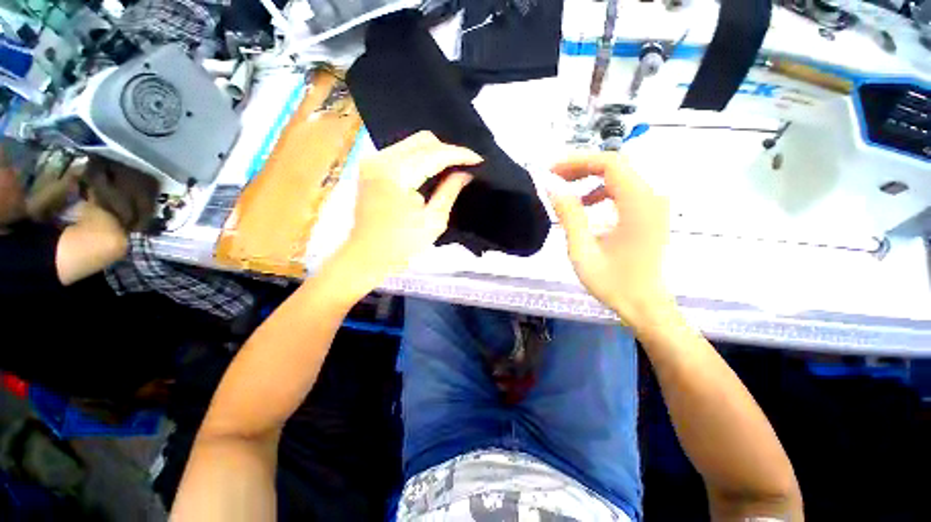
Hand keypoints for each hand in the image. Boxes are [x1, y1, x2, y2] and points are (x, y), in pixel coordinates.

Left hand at [331, 131, 481, 298]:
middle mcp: (381, 159)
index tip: (479, 159)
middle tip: (464, 165)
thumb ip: (450, 191)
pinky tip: (431, 169)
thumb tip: (465, 172)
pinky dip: (420, 157)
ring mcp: (373, 160)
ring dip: (434, 152)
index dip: (460, 154)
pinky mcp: (370, 165)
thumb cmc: (402, 244)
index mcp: (397, 175)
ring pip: (412, 142)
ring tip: (451, 167)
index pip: (435, 154)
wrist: (367, 254)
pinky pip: (402, 151)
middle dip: (448, 150)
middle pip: (423, 140)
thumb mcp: (434, 220)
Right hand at [547, 152, 670, 324]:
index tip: (552, 172)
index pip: (610, 164)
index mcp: (638, 205)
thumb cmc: (612, 282)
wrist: (644, 304)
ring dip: (590, 178)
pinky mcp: (649, 213)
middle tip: (554, 179)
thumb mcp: (582, 250)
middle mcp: (651, 198)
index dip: (578, 162)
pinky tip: (586, 205)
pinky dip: (601, 190)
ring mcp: (653, 205)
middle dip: (582, 167)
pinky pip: (624, 189)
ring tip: (566, 191)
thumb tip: (552, 188)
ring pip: (620, 175)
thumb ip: (569, 216)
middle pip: (616, 165)